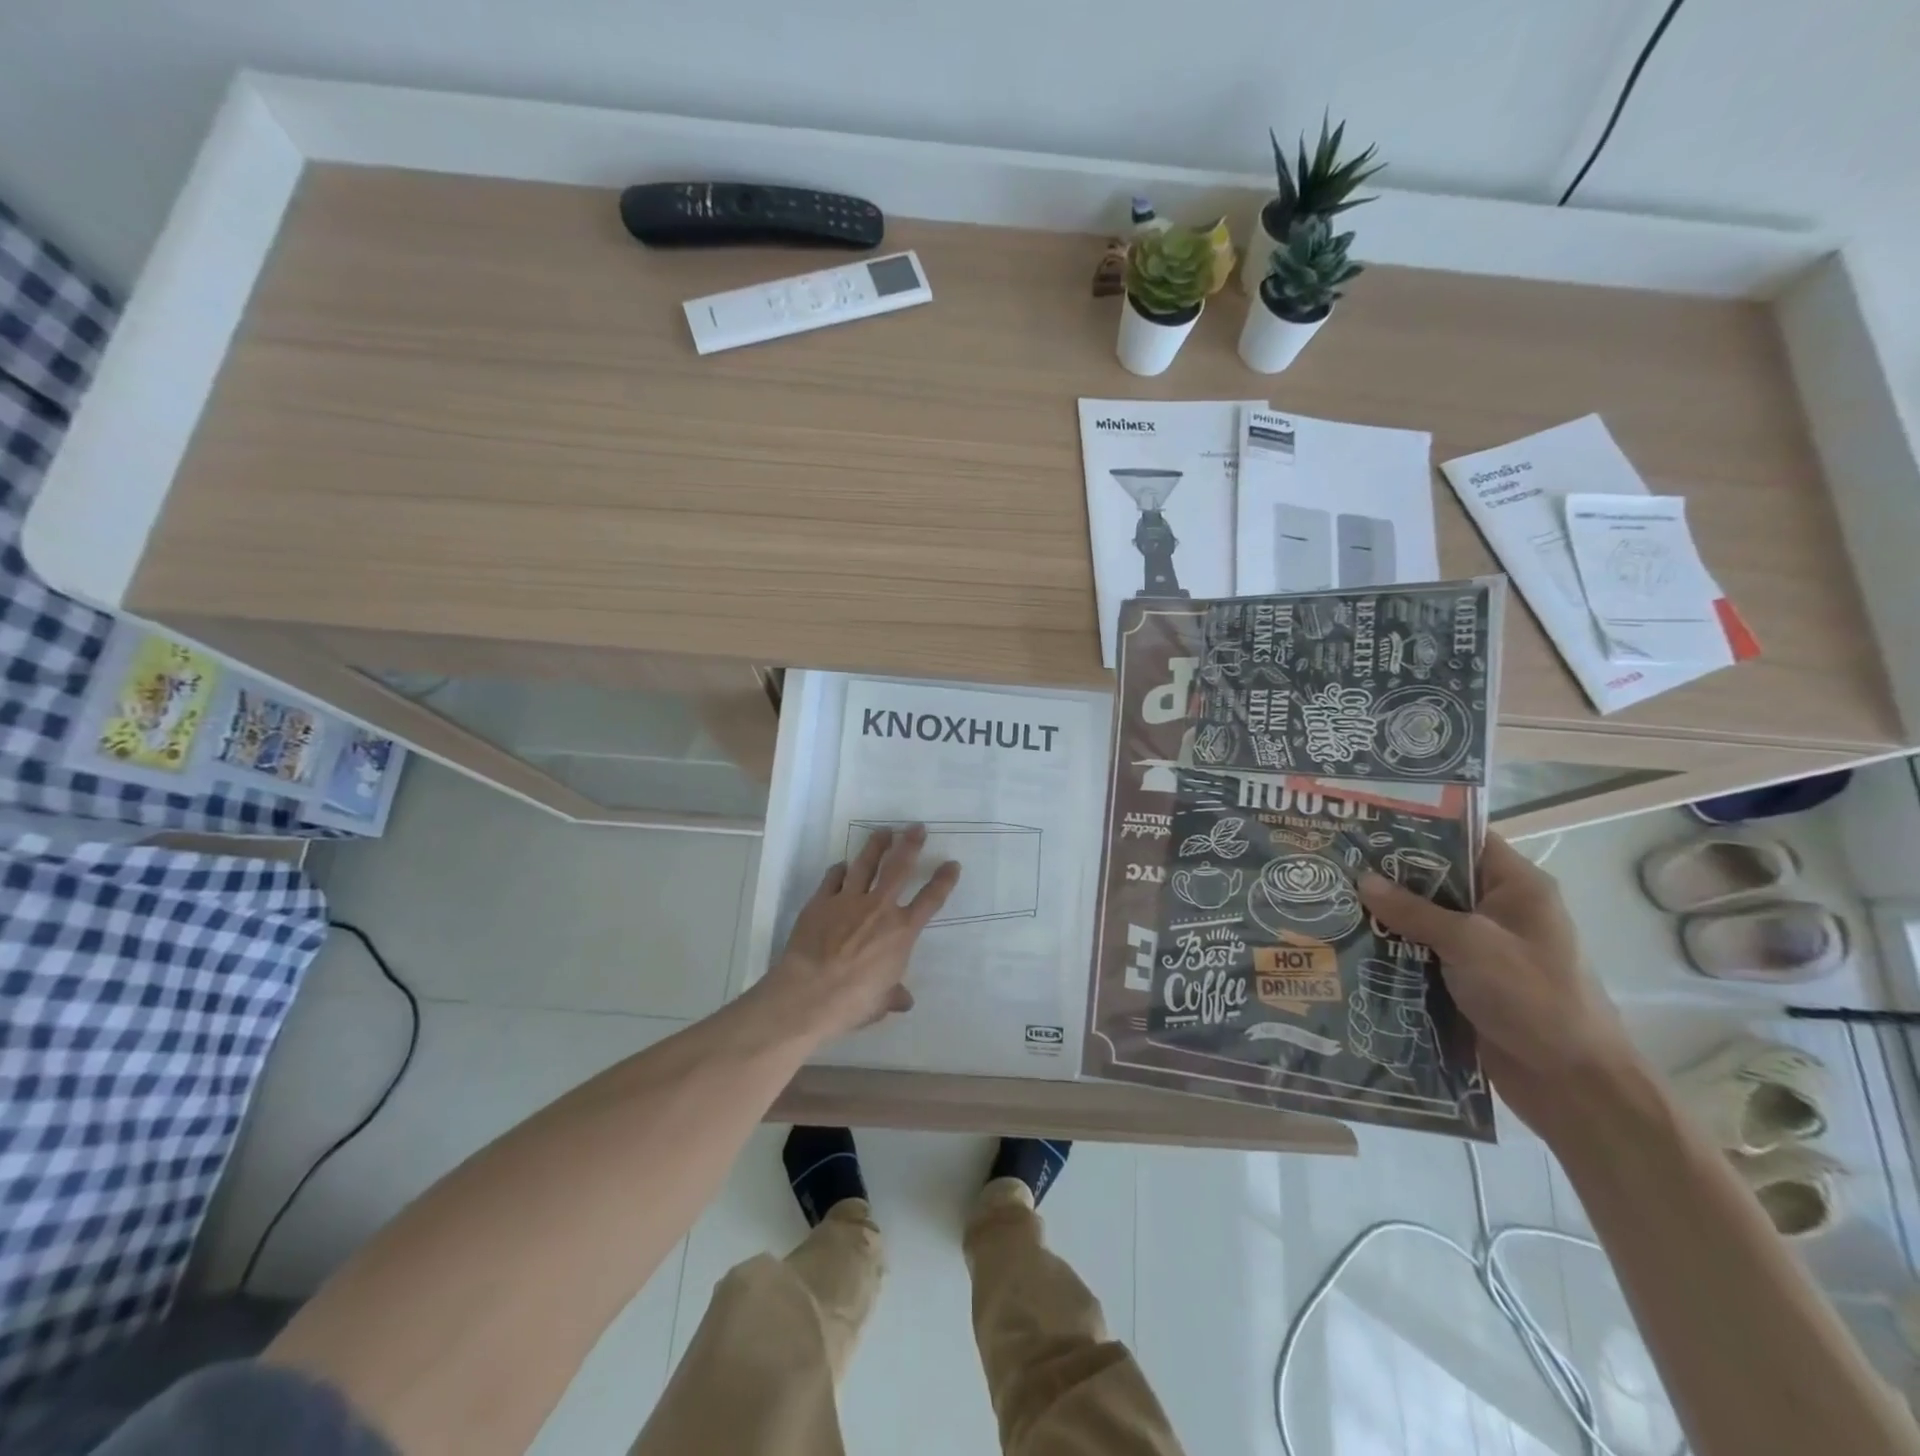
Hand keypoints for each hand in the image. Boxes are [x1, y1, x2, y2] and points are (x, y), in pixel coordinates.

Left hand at [760, 824, 960, 1041]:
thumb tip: (904, 1000)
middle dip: (910, 844)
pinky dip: (839, 869)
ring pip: (865, 863)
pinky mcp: (821, 901)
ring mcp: (848, 900)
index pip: (930, 900)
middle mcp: (879, 908)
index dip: (944, 881)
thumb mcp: (880, 1002)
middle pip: (899, 867)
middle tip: (916, 827)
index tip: (952, 864)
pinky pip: (833, 878)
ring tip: (883, 831)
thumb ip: (894, 995)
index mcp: (901, 932)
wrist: (808, 994)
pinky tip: (842, 865)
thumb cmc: (852, 1002)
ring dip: (876, 845)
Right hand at [1358, 832, 1638, 1132]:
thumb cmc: (1534, 998)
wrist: (1573, 1084)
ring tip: (1329, 896)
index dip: (1417, 826)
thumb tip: (1362, 880)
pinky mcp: (1466, 978)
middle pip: (1436, 877)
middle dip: (1388, 873)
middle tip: (1334, 860)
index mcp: (1517, 887)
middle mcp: (1499, 910)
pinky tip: (1349, 940)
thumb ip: (1414, 910)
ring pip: (1424, 917)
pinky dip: (1391, 947)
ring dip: (1385, 914)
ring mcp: (1482, 946)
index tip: (1366, 821)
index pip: (1464, 838)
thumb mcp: (1470, 944)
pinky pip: (1421, 951)